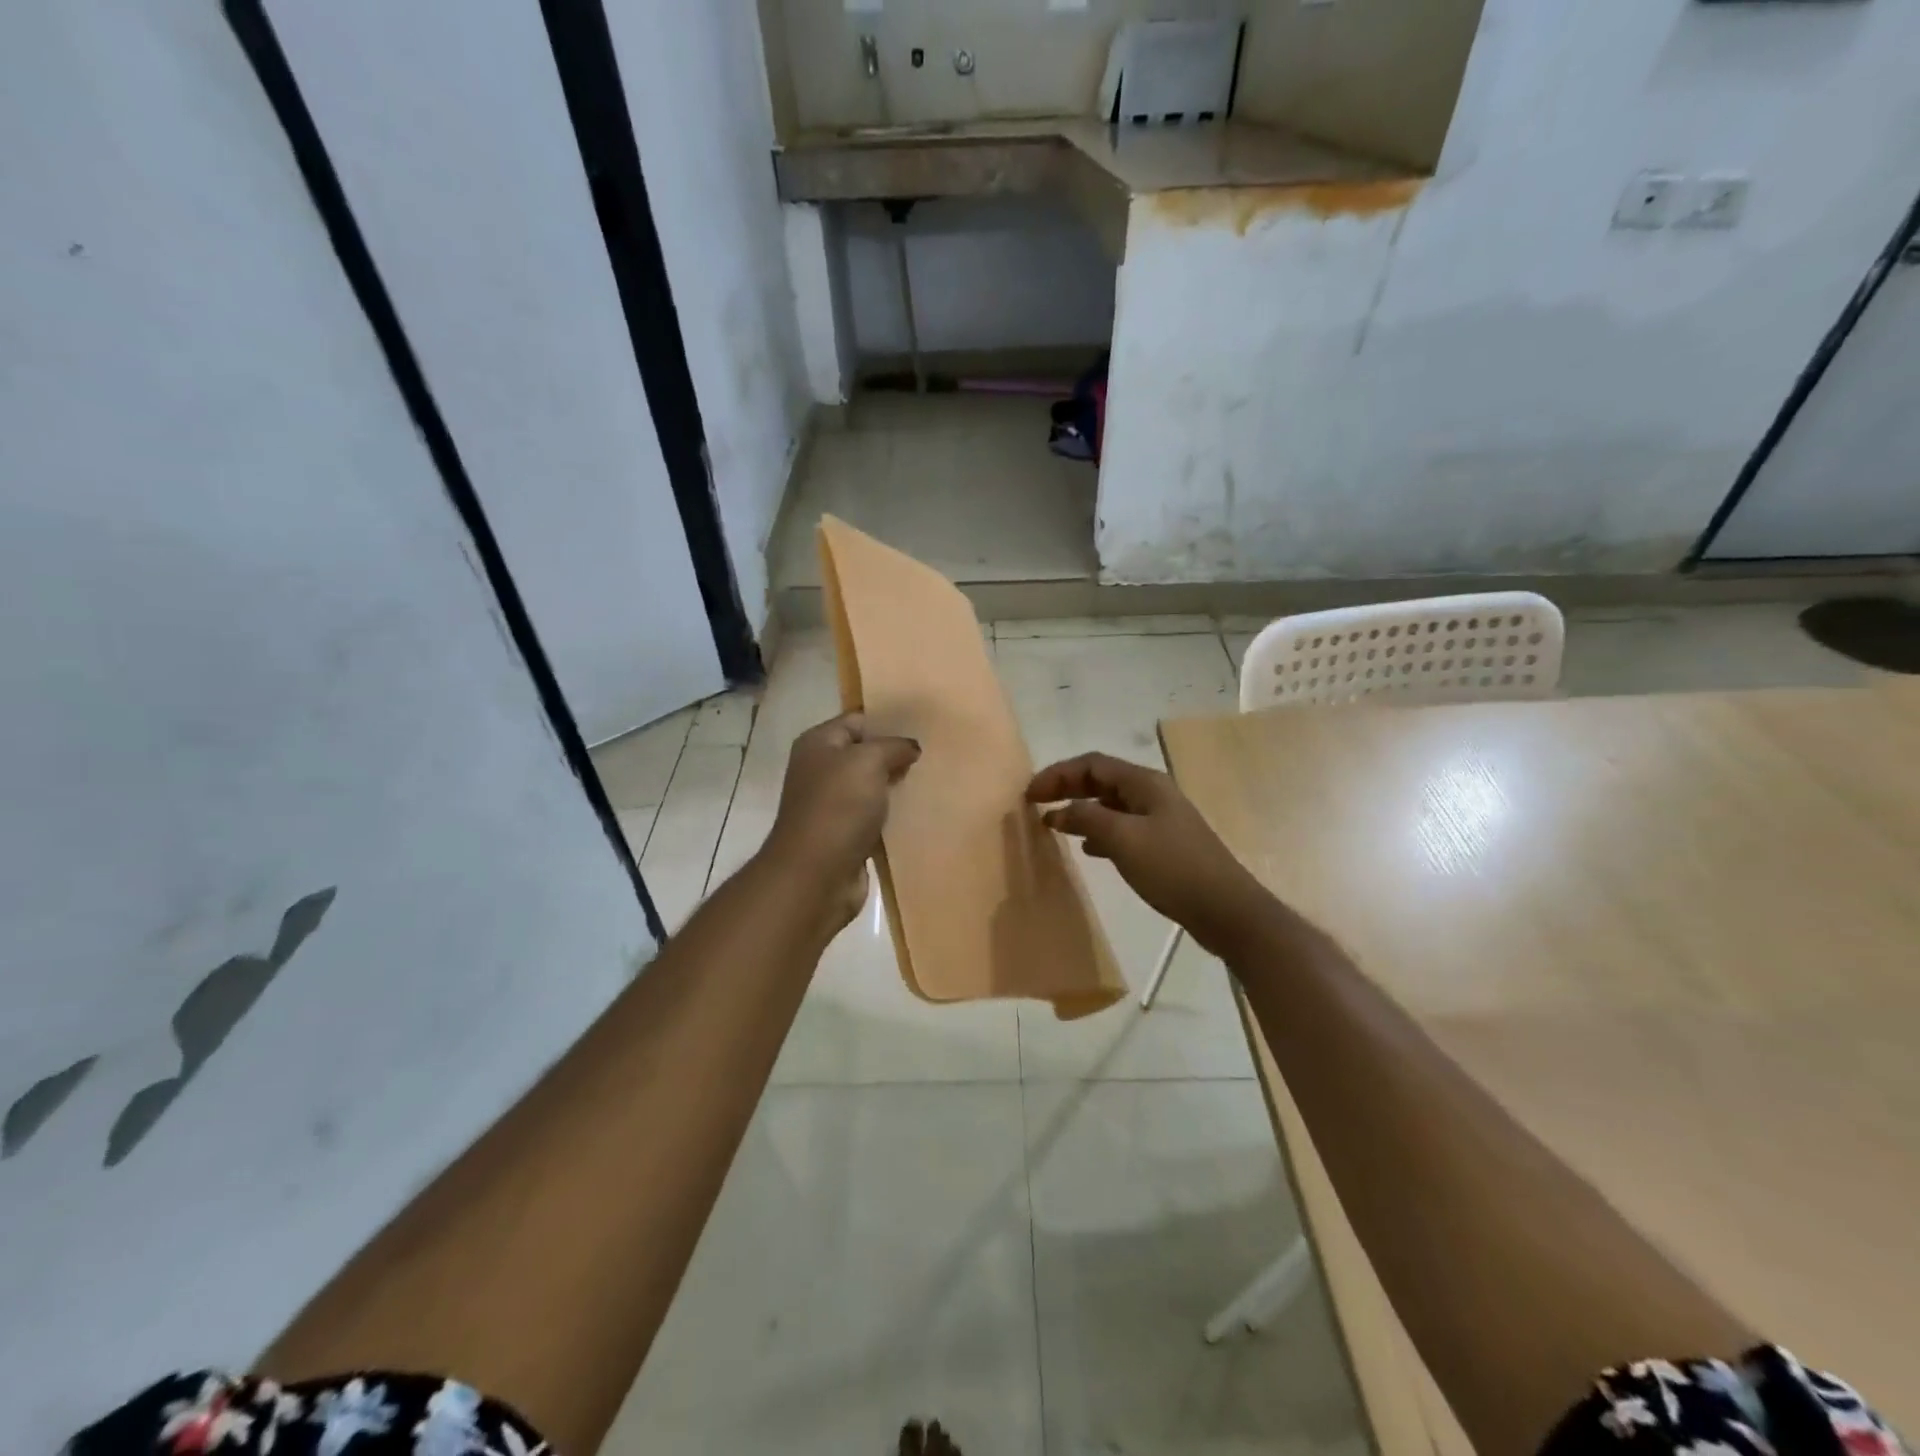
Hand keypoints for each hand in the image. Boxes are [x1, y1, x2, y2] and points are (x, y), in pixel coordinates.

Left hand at [763, 714, 920, 929]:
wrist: (817, 874)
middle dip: (896, 755)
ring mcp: (832, 804)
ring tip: (932, 780)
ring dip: (897, 786)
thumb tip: (910, 747)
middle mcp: (821, 770)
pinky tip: (920, 812)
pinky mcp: (845, 835)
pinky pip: (875, 816)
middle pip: (865, 754)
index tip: (923, 726)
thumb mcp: (868, 761)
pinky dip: (894, 815)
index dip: (888, 721)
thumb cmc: (838, 807)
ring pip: (872, 787)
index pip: (857, 720)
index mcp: (818, 744)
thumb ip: (893, 746)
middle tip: (934, 754)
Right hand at [1027, 752, 1269, 954]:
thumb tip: (1059, 810)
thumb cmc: (1173, 868)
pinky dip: (1098, 832)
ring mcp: (1159, 820)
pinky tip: (1088, 849)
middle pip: (1101, 781)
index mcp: (1144, 783)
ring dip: (1080, 810)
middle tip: (1036, 804)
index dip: (1058, 774)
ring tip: (1054, 825)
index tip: (1030, 794)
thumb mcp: (1124, 839)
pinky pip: (1121, 828)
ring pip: (1110, 805)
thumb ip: (1087, 819)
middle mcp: (1151, 794)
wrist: (1225, 909)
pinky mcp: (1163, 845)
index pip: (1092, 764)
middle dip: (1067, 788)